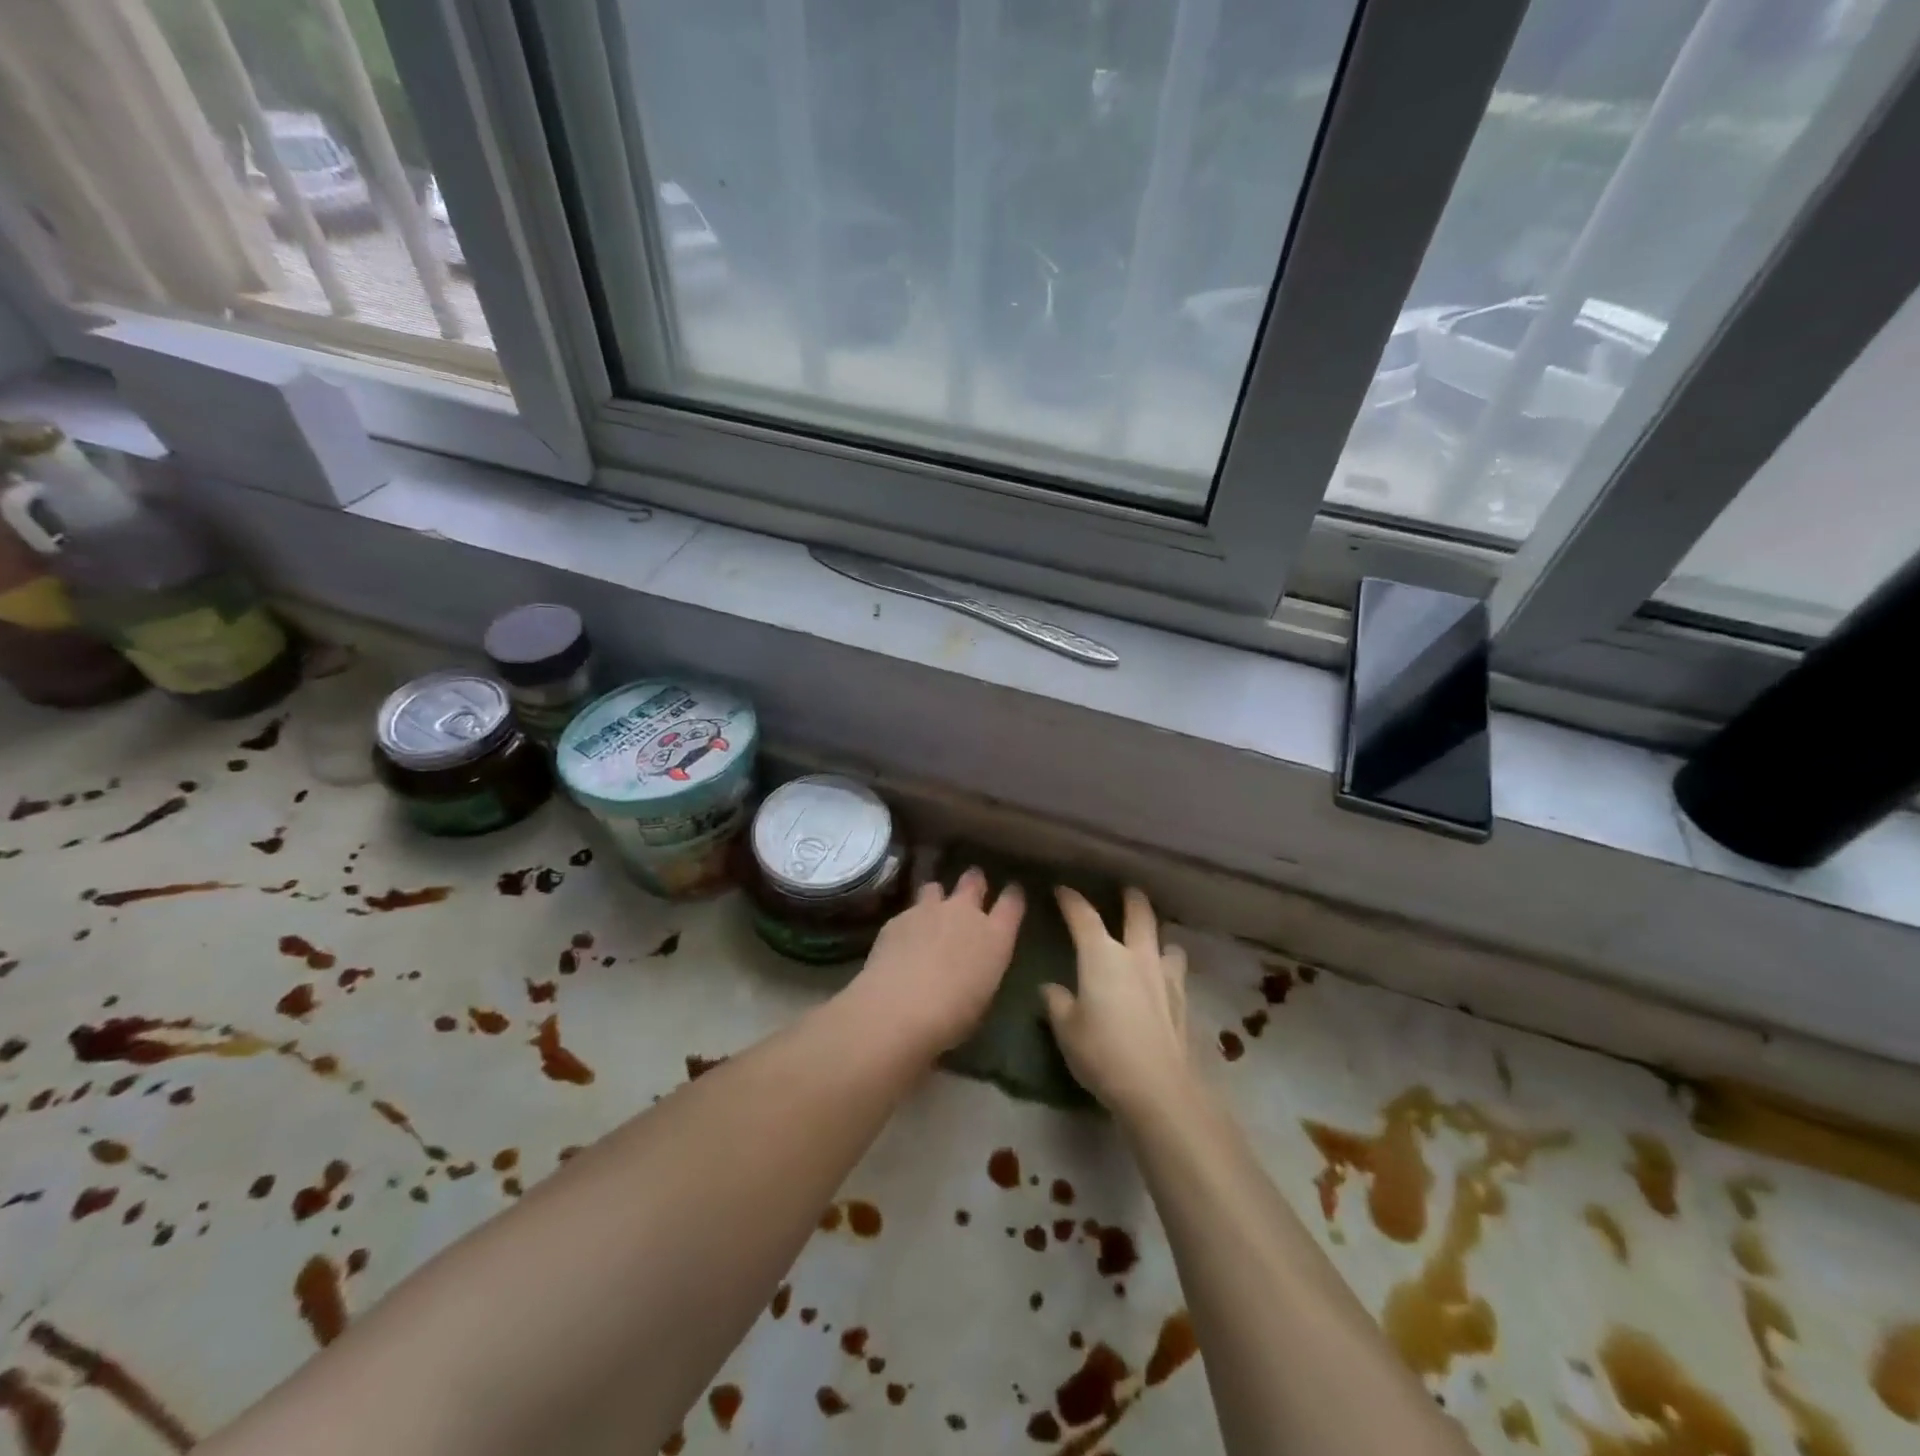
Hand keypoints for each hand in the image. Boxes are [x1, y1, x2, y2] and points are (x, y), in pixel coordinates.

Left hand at [844, 869, 1024, 1055]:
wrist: (899, 1007)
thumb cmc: (952, 1017)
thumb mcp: (981, 997)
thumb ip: (981, 970)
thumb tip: (973, 966)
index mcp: (995, 936)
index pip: (1012, 901)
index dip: (1013, 894)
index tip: (1012, 892)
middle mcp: (964, 913)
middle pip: (973, 881)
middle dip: (974, 881)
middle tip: (971, 887)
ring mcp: (929, 910)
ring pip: (935, 887)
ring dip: (936, 897)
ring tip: (931, 911)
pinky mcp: (898, 918)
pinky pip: (908, 912)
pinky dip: (909, 922)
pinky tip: (901, 941)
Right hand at [1044, 886, 1192, 1120]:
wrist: (1159, 1089)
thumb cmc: (1103, 1053)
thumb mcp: (1066, 1030)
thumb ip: (1057, 1003)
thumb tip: (1051, 988)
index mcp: (1102, 956)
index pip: (1083, 917)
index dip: (1072, 900)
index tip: (1063, 890)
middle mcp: (1137, 957)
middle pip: (1139, 915)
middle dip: (1132, 900)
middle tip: (1128, 892)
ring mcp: (1166, 978)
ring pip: (1168, 944)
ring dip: (1160, 939)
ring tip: (1154, 944)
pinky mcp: (1184, 1003)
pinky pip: (1178, 975)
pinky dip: (1170, 971)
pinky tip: (1164, 985)